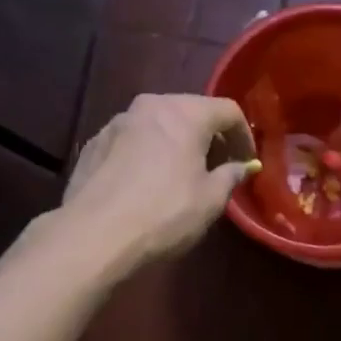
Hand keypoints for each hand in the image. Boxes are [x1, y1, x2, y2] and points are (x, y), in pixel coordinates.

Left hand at [60, 94, 258, 271]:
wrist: (94, 234)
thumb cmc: (163, 214)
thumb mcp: (210, 200)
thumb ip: (230, 176)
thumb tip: (241, 166)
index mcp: (184, 113)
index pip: (227, 110)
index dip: (244, 134)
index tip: (247, 160)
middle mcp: (150, 106)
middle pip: (190, 110)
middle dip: (208, 135)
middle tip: (218, 165)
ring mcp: (117, 122)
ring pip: (157, 123)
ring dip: (175, 142)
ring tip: (181, 173)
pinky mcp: (94, 143)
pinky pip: (132, 140)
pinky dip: (147, 152)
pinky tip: (146, 182)